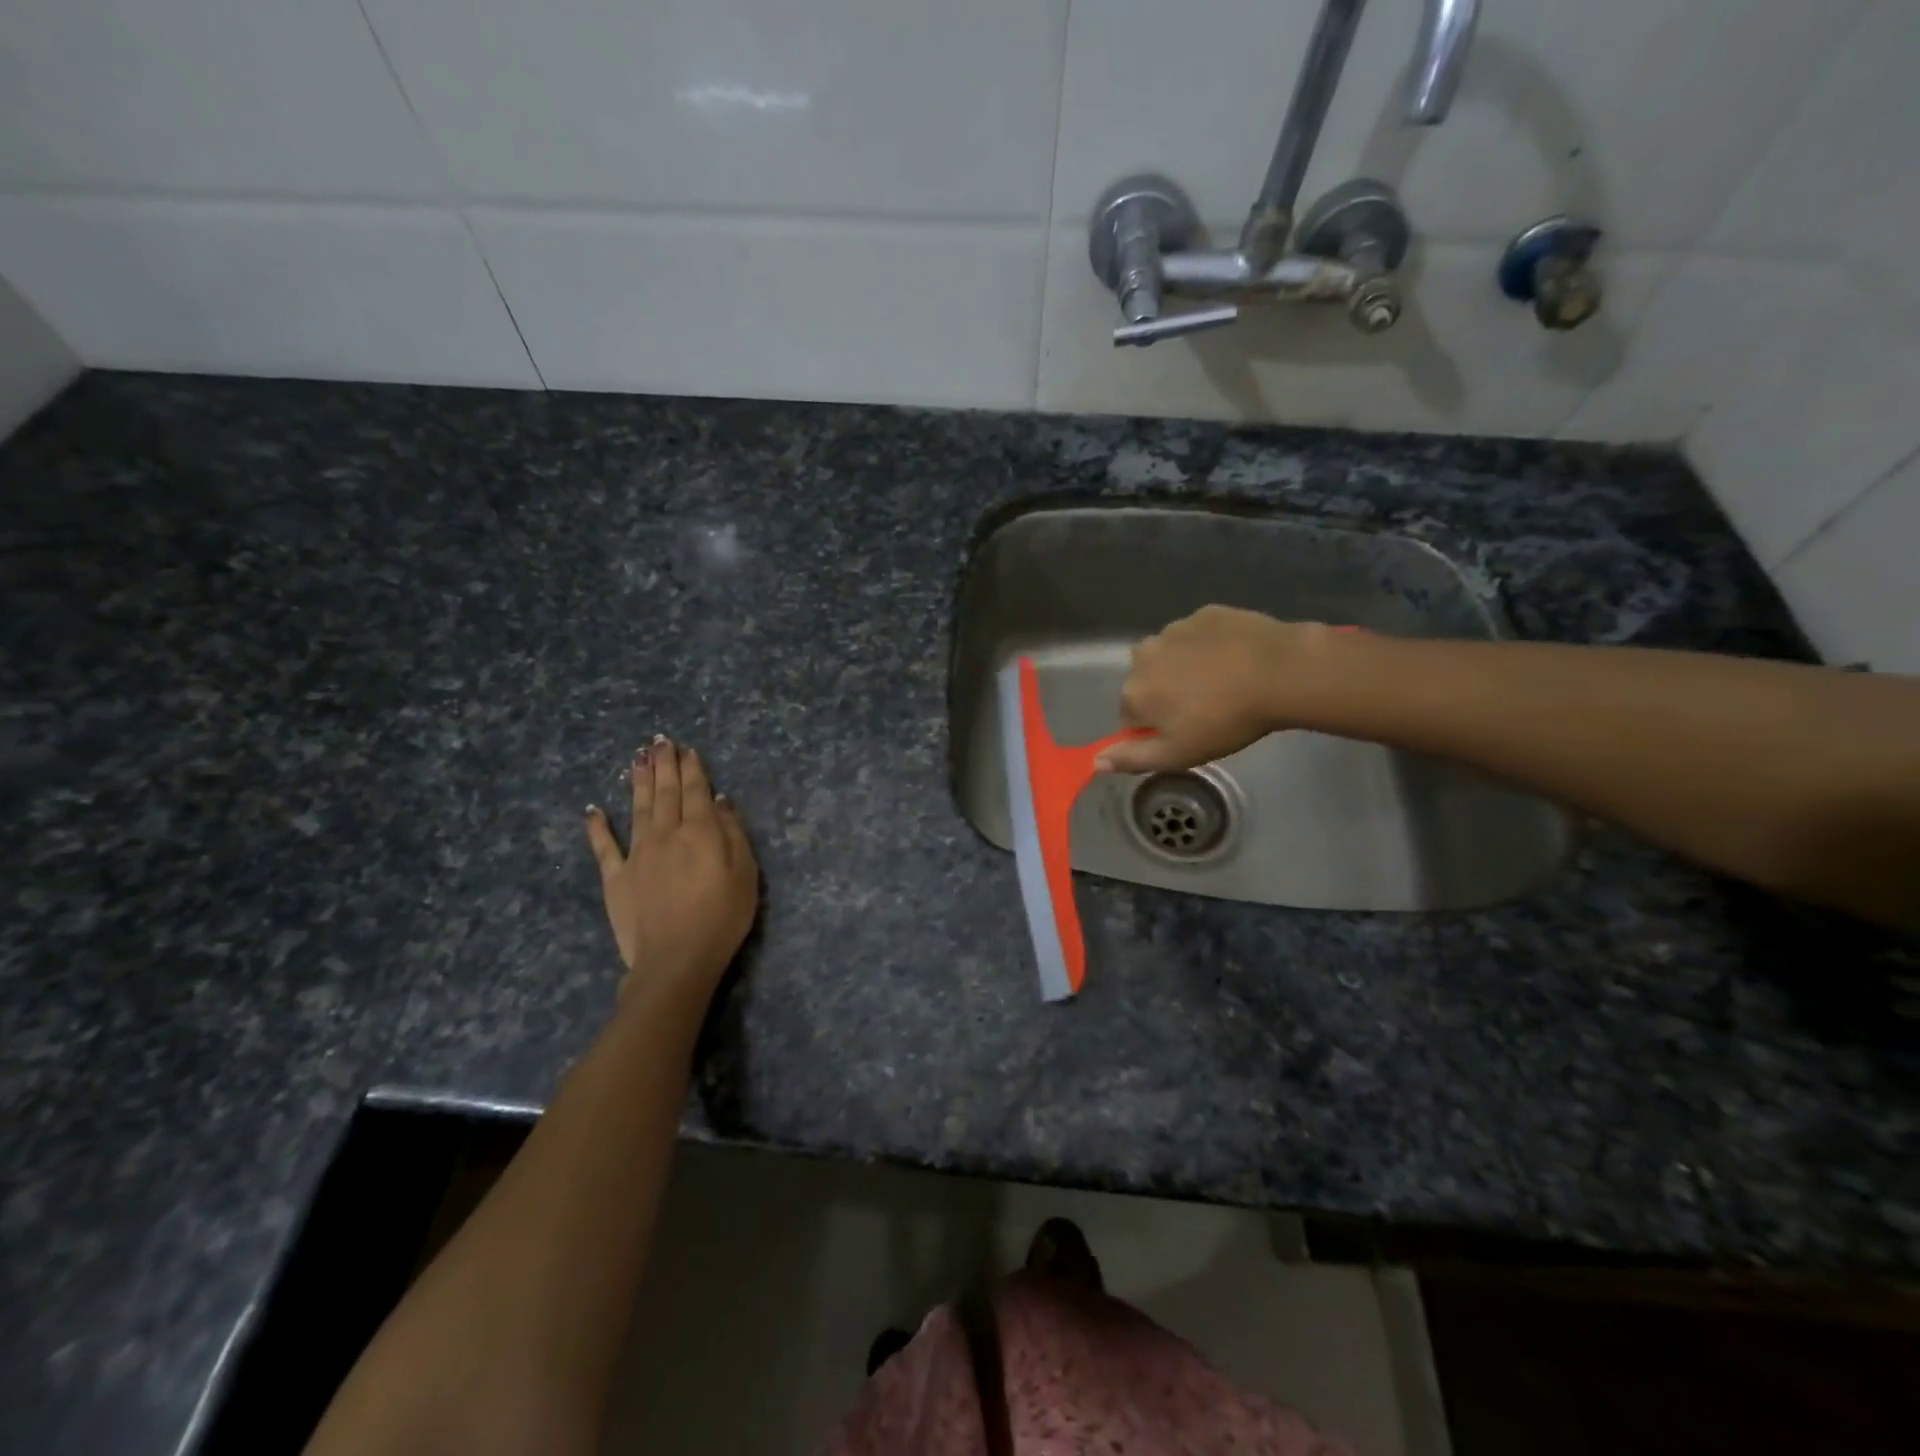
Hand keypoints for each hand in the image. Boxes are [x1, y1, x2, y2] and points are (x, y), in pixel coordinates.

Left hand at [585, 736, 758, 993]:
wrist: (676, 959)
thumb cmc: (722, 916)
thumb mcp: (744, 872)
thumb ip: (732, 833)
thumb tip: (721, 800)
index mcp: (699, 831)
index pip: (696, 791)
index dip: (692, 768)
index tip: (687, 749)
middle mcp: (666, 833)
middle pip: (665, 792)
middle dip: (663, 765)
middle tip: (659, 741)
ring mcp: (637, 854)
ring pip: (637, 808)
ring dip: (637, 781)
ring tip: (636, 758)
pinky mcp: (616, 878)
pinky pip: (605, 847)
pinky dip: (597, 827)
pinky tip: (593, 809)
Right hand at [1096, 607, 1345, 773]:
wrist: (1279, 672)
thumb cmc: (1225, 721)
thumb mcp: (1178, 754)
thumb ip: (1133, 758)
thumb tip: (1095, 761)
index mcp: (1133, 691)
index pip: (1130, 716)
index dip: (1155, 728)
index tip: (1185, 733)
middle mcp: (1143, 655)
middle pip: (1148, 681)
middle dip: (1167, 694)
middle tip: (1206, 709)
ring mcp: (1174, 629)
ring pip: (1171, 655)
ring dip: (1186, 668)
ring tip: (1223, 683)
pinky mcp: (1205, 613)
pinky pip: (1198, 635)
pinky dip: (1209, 646)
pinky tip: (1235, 660)